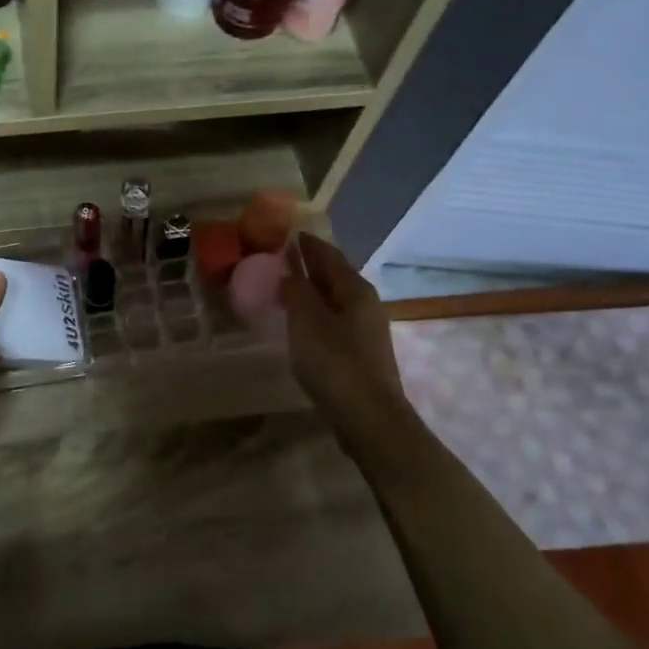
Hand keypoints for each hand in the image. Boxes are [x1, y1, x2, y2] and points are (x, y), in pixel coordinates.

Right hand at [283, 233, 410, 442]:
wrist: (368, 417)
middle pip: (334, 274)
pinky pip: (333, 319)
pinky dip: (315, 311)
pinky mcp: (360, 351)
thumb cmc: (334, 363)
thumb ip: (296, 291)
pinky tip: (300, 321)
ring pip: (333, 298)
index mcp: (354, 289)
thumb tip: (291, 271)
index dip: (306, 243)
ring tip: (285, 286)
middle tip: (280, 257)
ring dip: (311, 289)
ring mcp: (365, 328)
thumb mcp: (307, 321)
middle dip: (308, 264)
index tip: (286, 232)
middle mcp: (365, 302)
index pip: (327, 254)